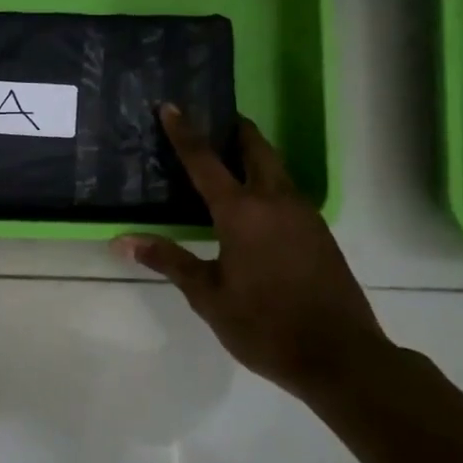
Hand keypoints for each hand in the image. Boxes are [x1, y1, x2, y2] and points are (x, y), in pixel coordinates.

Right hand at [114, 106, 388, 398]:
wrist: (340, 356)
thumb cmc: (265, 325)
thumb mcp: (208, 296)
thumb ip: (169, 261)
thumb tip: (122, 241)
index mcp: (243, 212)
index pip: (205, 161)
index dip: (185, 132)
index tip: (171, 106)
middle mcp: (276, 201)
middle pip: (255, 148)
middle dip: (234, 130)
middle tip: (212, 120)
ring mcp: (303, 215)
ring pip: (276, 168)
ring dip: (253, 153)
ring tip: (227, 157)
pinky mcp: (319, 232)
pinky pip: (286, 191)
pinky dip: (266, 180)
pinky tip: (252, 203)